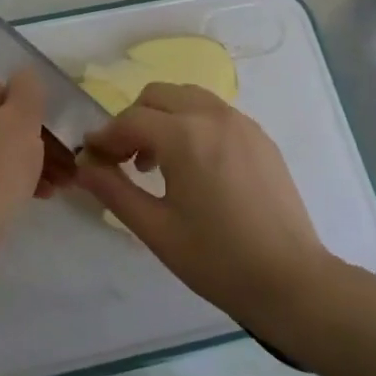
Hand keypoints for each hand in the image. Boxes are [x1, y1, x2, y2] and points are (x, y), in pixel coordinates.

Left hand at [0, 70, 71, 250]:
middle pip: (4, 119)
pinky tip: (34, 197)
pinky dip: (8, 180)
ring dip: (28, 163)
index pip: (8, 85)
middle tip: (67, 167)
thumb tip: (23, 74)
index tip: (58, 134)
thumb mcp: (23, 120)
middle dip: (38, 141)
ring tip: (57, 187)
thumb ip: (28, 88)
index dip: (35, 109)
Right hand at [77, 85, 340, 331]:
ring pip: (188, 98)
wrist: (290, 280)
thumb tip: (84, 166)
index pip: (130, 120)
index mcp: (185, 136)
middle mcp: (214, 116)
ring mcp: (242, 124)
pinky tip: (193, 167)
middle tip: (122, 159)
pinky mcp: (260, 138)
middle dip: (133, 120)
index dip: (105, 138)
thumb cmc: (216, 259)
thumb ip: (114, 190)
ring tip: (156, 163)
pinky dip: (192, 124)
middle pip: (158, 95)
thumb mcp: (155, 229)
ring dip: (163, 118)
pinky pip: (215, 113)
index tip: (91, 159)